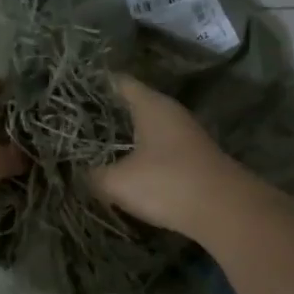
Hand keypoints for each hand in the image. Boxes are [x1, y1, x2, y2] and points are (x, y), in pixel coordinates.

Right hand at [89, 76, 248, 234]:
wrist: (226, 211)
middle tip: (73, 124)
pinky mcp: (193, 160)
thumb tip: (78, 172)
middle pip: (132, 105)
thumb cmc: (168, 184)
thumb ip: (92, 175)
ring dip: (123, 137)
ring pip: (146, 129)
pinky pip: (158, 149)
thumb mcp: (118, 182)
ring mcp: (185, 136)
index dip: (92, 85)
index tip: (68, 94)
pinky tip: (124, 170)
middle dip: (104, 114)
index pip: (118, 82)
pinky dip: (140, 155)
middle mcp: (170, 113)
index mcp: (151, 105)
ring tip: (92, 148)